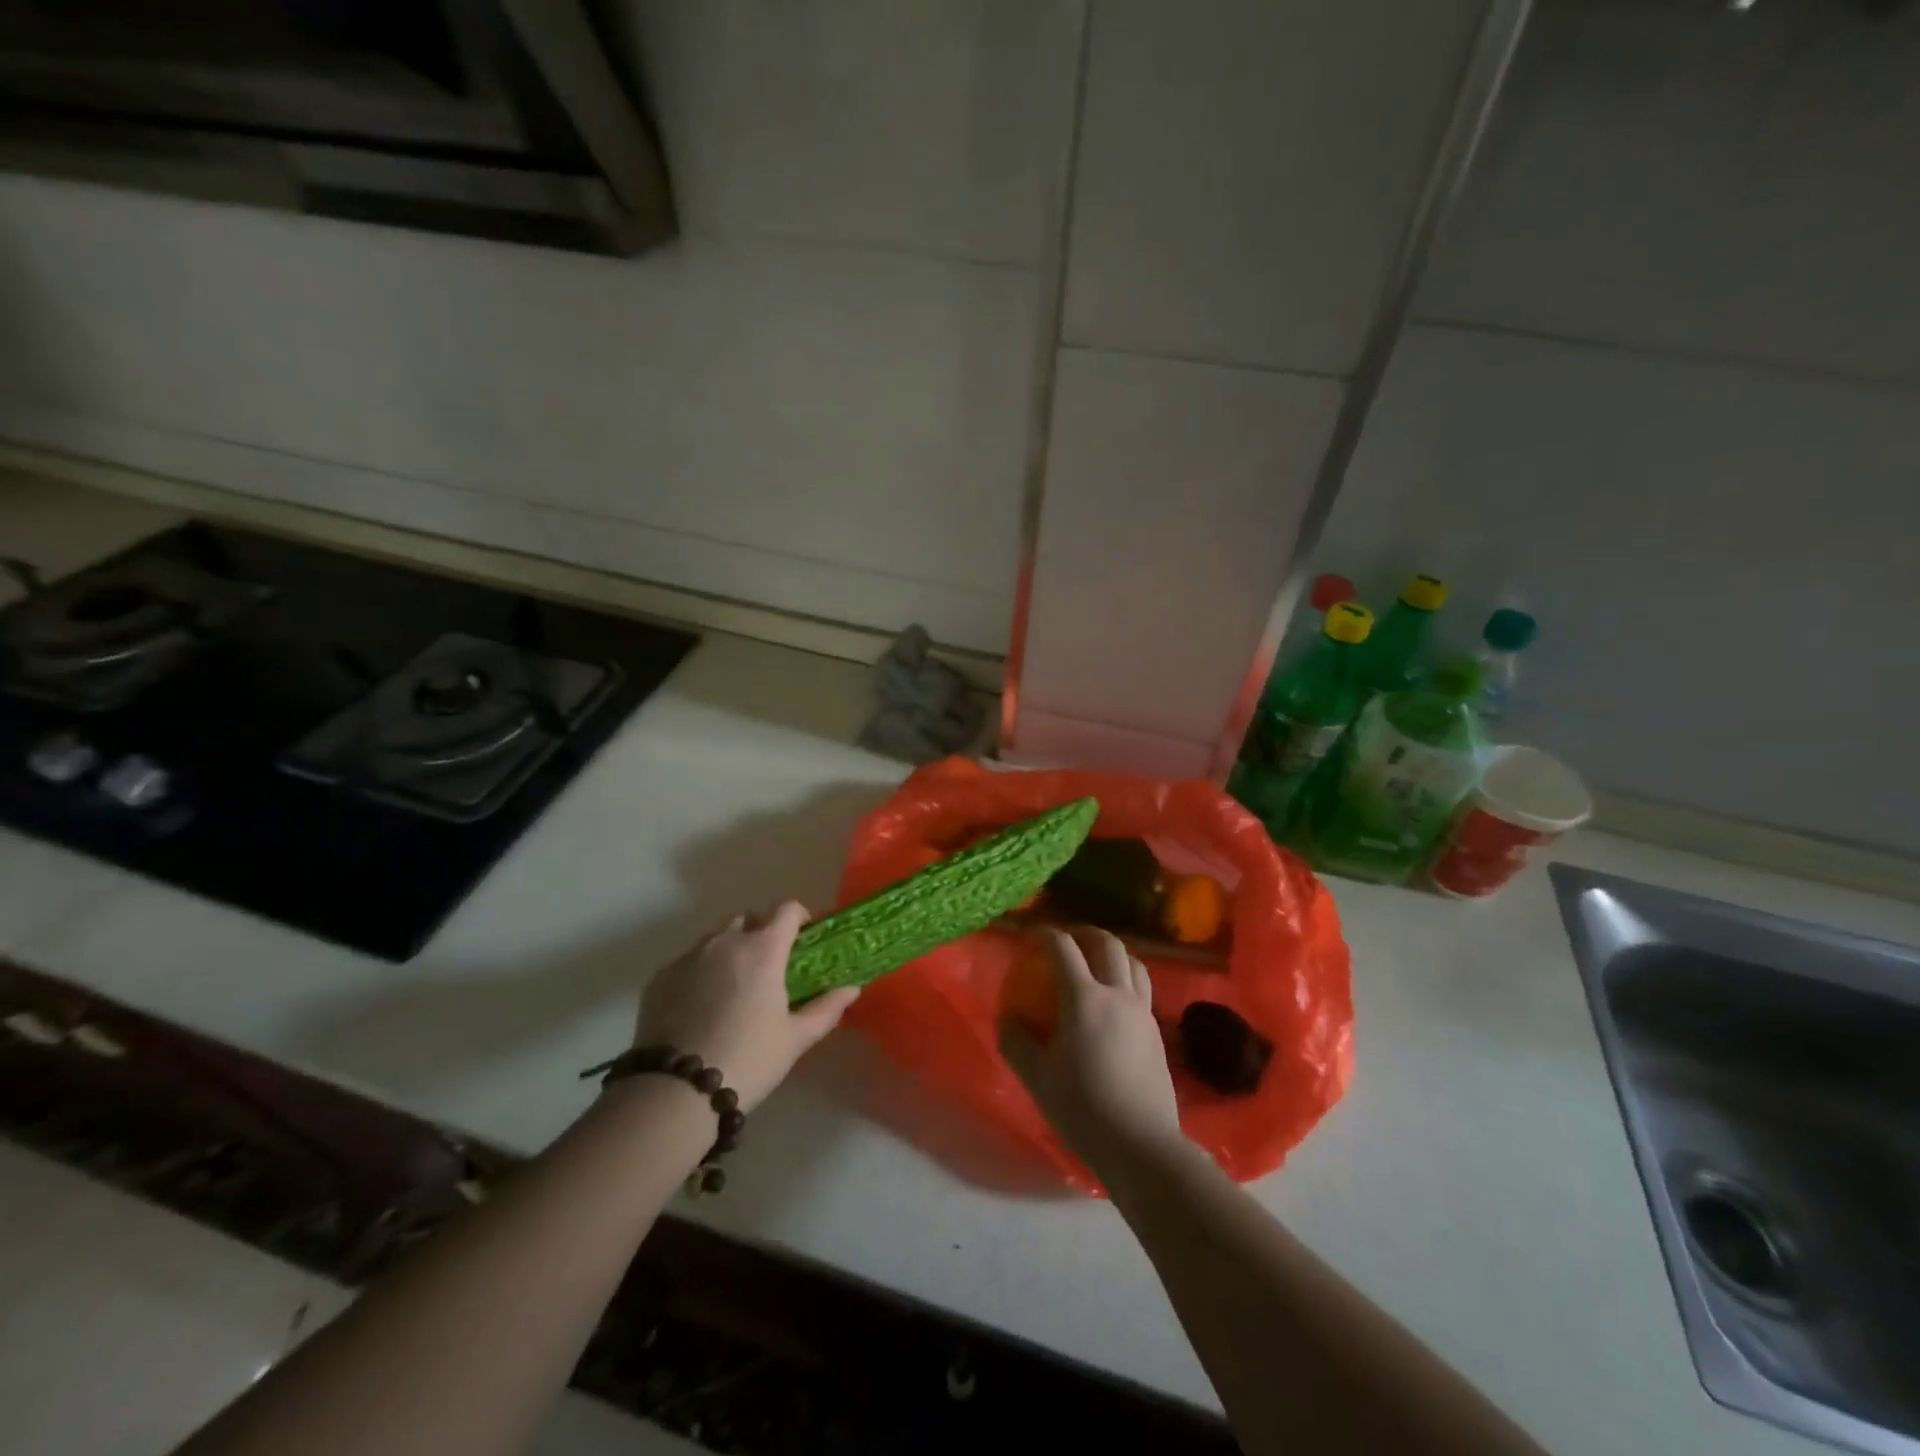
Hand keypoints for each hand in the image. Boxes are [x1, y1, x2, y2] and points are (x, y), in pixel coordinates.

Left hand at [637, 902, 856, 1111]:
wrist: (676, 1091)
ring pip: (716, 938)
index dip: (799, 917)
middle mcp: (725, 942)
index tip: (803, 937)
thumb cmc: (748, 1059)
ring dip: (730, 949)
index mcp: (763, 949)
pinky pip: (688, 961)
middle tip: (769, 966)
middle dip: (761, 932)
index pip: (786, 910)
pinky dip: (700, 971)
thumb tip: (851, 989)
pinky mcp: (661, 976)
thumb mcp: (795, 1038)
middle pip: (748, 919)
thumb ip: (826, 1008)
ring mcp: (689, 956)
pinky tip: (701, 1005)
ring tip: (733, 986)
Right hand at [1000, 927, 1182, 1182]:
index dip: (1045, 934)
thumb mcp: (1037, 1077)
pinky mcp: (1157, 1031)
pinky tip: (1116, 1000)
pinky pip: (1143, 989)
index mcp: (1084, 999)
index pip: (1063, 948)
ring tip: (1098, 960)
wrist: (1140, 1143)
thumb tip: (1008, 1017)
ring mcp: (1142, 1011)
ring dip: (1114, 952)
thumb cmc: (1082, 1108)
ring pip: (1134, 962)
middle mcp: (1117, 995)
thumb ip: (1017, 1042)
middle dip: (1086, 933)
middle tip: (1070, 937)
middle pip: (1107, 945)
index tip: (1032, 934)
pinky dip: (1127, 978)